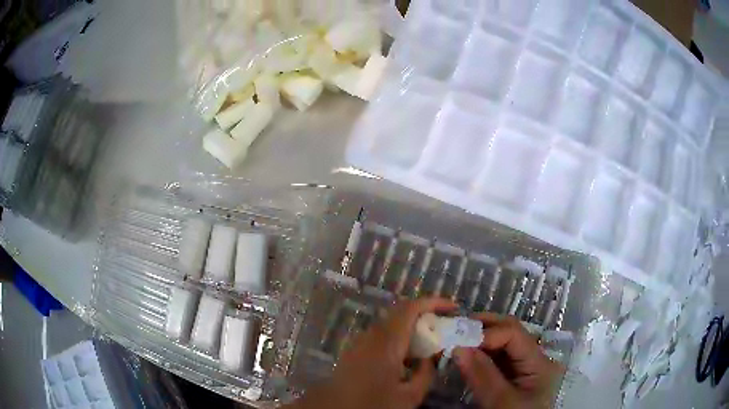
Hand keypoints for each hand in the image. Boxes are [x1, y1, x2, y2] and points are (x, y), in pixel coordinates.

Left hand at [289, 298, 454, 408]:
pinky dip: (399, 339)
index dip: (434, 302)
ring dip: (412, 328)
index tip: (453, 307)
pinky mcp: (355, 350)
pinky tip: (406, 358)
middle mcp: (372, 335)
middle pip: (402, 313)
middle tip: (445, 327)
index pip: (411, 308)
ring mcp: (361, 341)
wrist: (334, 408)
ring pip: (391, 325)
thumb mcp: (408, 396)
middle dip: (426, 315)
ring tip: (429, 343)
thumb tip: (430, 359)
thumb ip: (425, 374)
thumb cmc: (372, 403)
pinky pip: (382, 336)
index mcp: (387, 342)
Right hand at [453, 313, 564, 408]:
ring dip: (480, 340)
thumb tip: (458, 346)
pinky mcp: (514, 377)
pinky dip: (481, 354)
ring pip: (502, 344)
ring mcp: (524, 367)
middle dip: (483, 328)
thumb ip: (482, 375)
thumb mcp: (500, 402)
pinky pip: (497, 358)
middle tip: (455, 329)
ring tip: (457, 340)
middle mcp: (534, 358)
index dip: (486, 333)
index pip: (513, 333)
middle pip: (510, 332)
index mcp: (539, 362)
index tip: (459, 341)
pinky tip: (466, 356)